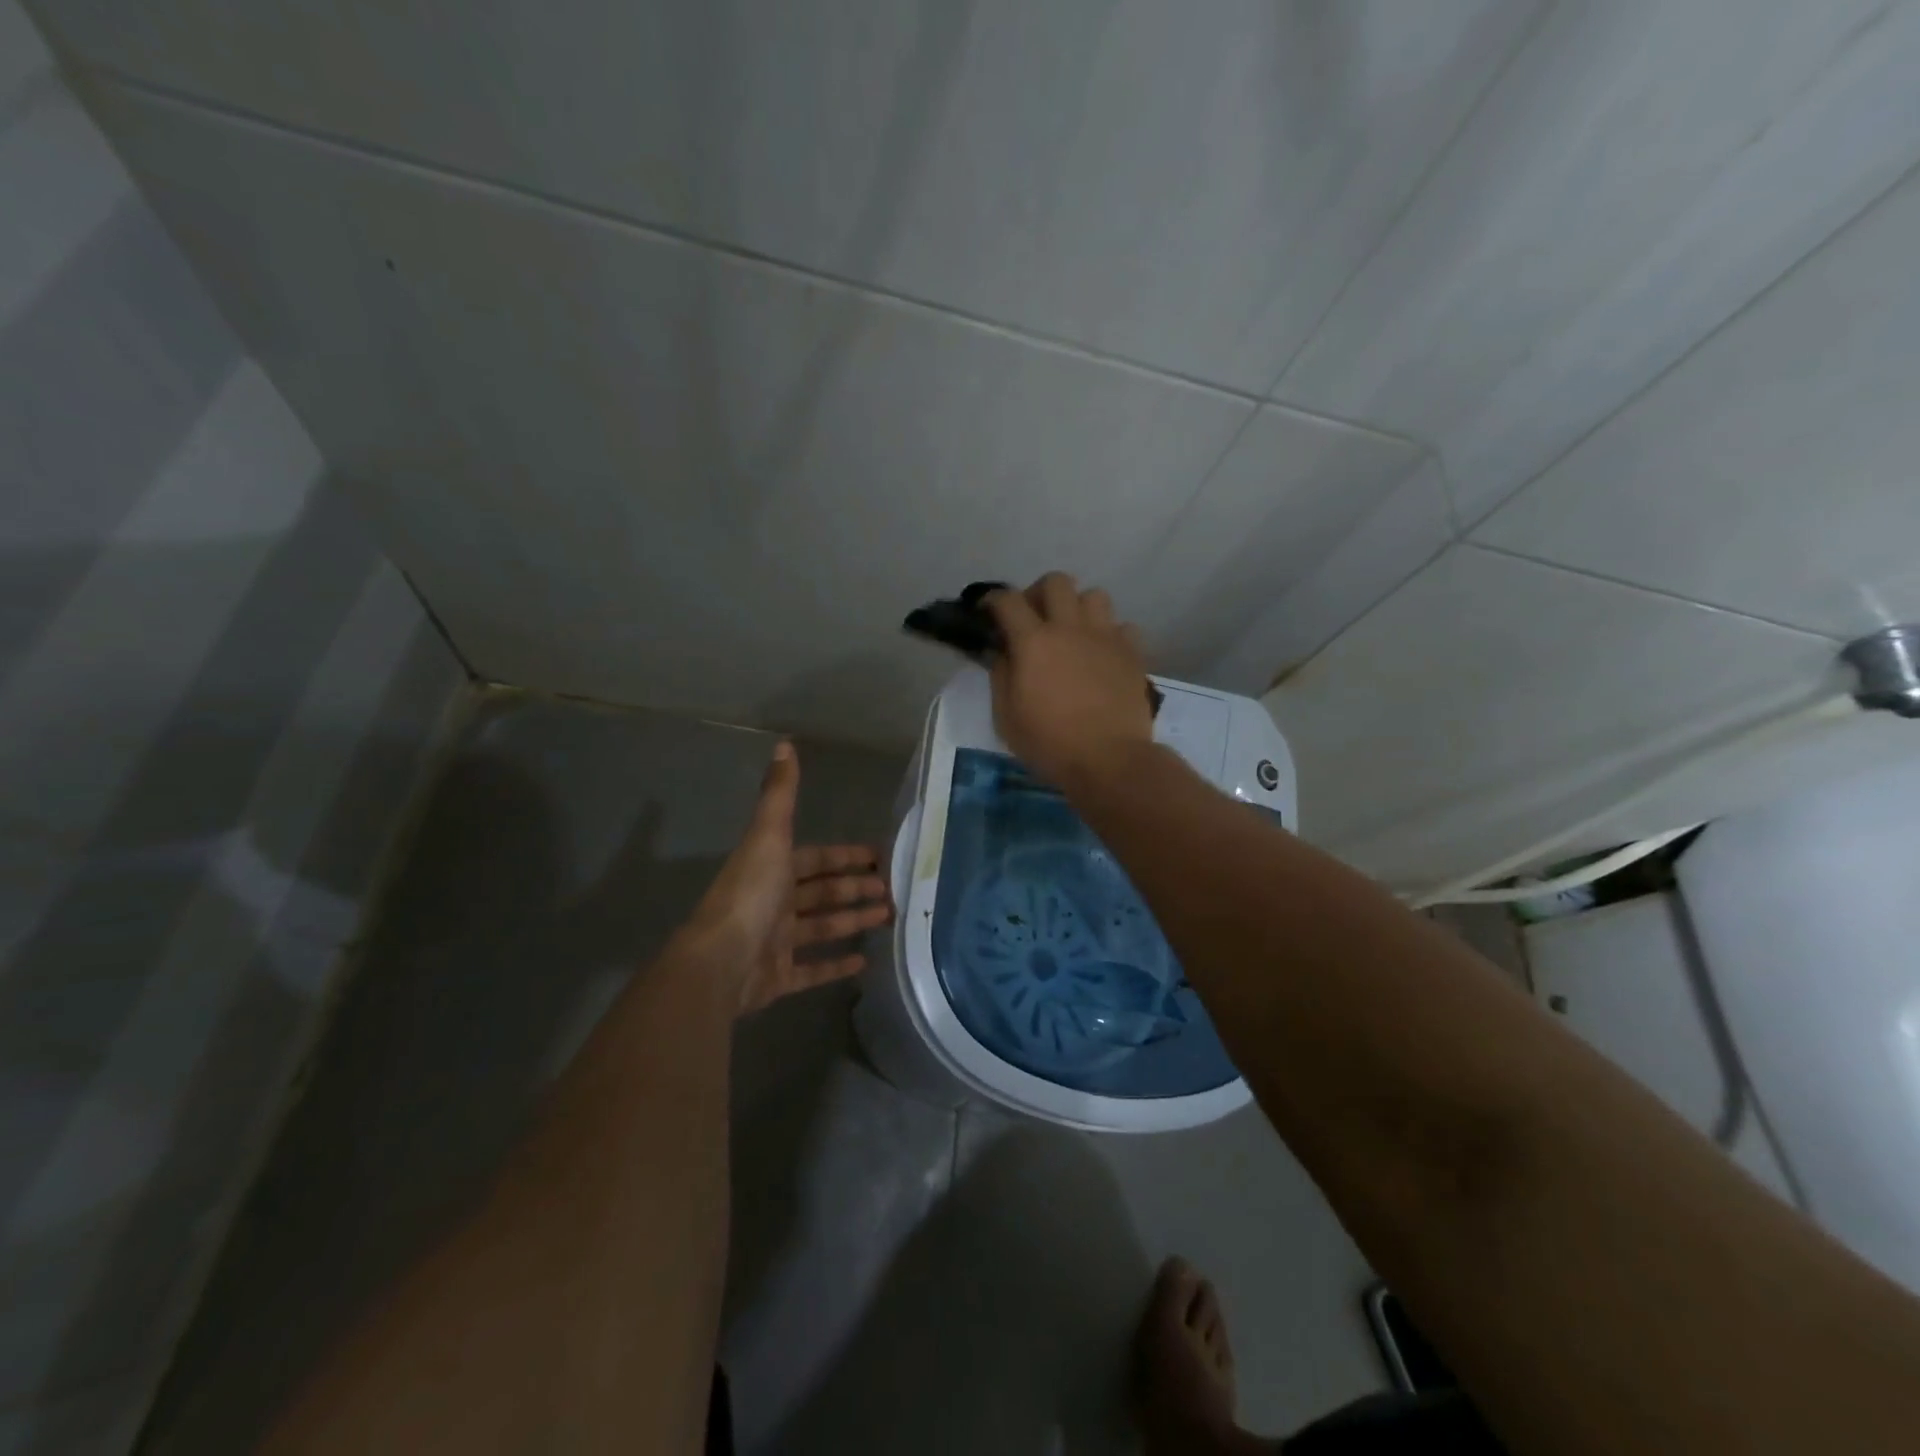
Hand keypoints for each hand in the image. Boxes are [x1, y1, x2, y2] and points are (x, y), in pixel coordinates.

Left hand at [682, 742, 893, 1014]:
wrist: (719, 962)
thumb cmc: (750, 895)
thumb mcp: (769, 837)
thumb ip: (780, 794)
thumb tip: (784, 743)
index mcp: (773, 870)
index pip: (817, 859)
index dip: (846, 856)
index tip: (879, 856)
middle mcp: (775, 903)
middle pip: (823, 893)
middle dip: (856, 889)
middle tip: (894, 891)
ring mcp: (776, 943)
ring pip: (822, 929)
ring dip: (853, 922)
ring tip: (889, 919)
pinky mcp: (778, 978)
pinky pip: (812, 970)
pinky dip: (836, 966)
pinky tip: (864, 964)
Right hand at [985, 571, 1155, 788]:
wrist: (1109, 759)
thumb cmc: (1049, 743)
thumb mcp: (1006, 717)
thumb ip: (1001, 676)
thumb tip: (1003, 653)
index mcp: (1034, 641)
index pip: (1008, 600)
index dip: (993, 600)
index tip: (988, 611)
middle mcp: (1070, 628)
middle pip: (1056, 582)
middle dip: (1040, 594)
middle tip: (1035, 620)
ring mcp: (1106, 637)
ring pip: (1094, 596)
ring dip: (1079, 609)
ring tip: (1074, 634)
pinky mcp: (1132, 653)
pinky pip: (1123, 627)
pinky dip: (1111, 635)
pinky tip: (1104, 655)